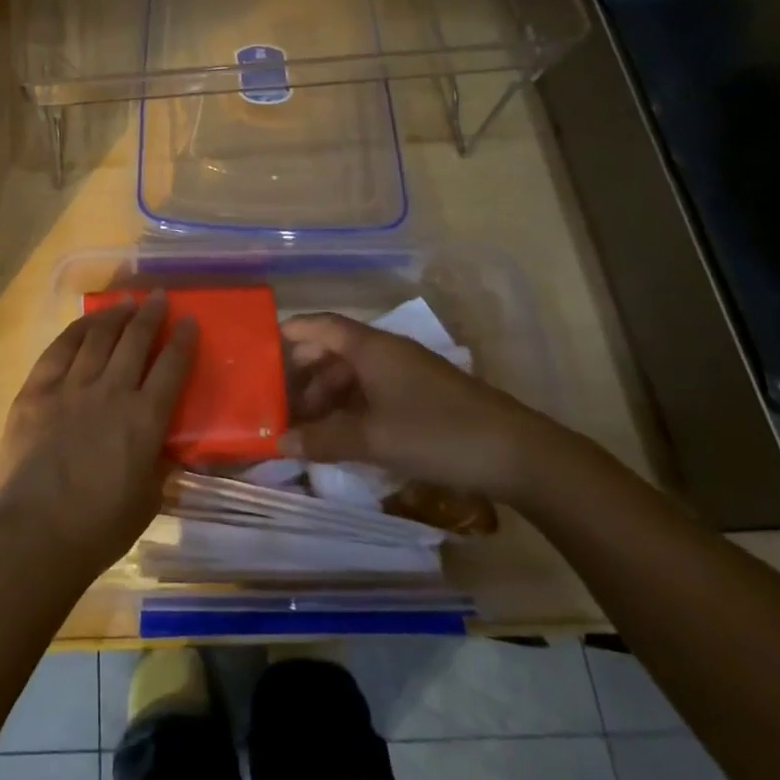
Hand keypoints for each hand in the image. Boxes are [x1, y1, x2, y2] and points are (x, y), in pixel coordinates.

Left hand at [0, 293, 196, 579]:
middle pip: (135, 340)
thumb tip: (162, 443)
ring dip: (115, 315)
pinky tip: (86, 322)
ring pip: (98, 337)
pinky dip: (76, 331)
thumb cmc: (100, 527)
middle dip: (150, 315)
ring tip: (125, 302)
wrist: (38, 534)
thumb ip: (158, 462)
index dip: (182, 340)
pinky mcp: (37, 391)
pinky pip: (59, 350)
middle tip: (159, 297)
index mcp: (145, 419)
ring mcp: (71, 387)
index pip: (171, 367)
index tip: (189, 320)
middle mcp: (112, 392)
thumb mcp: (149, 498)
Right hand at [277, 312, 568, 503]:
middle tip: (279, 403)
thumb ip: (325, 440)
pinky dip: (352, 409)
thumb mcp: (374, 439)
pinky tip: (344, 437)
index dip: (292, 332)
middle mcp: (387, 352)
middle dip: (305, 375)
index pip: (322, 325)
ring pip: (355, 375)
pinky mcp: (423, 397)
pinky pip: (374, 393)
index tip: (263, 348)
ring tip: (308, 428)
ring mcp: (408, 374)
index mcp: (371, 348)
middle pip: (335, 351)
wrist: (517, 454)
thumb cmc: (437, 433)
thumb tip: (281, 443)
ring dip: (329, 397)